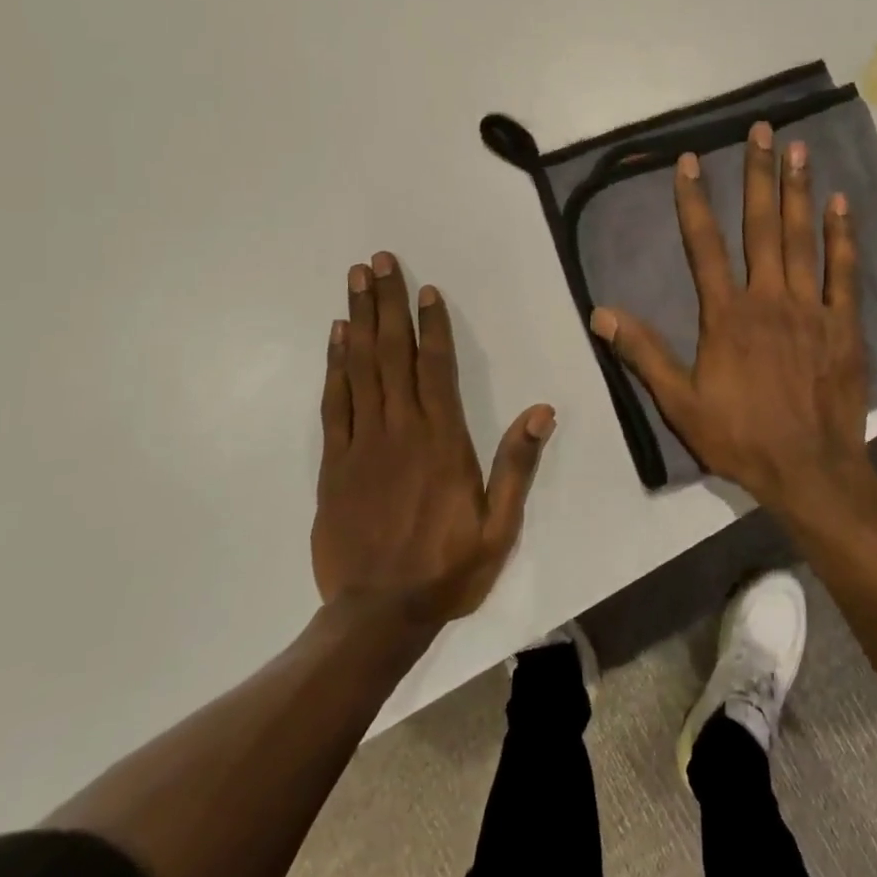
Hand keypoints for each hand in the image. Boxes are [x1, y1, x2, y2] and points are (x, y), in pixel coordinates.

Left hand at [313, 252, 554, 628]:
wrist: (376, 616)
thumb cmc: (447, 568)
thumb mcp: (499, 526)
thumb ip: (517, 466)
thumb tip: (542, 410)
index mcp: (443, 442)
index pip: (438, 368)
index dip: (432, 325)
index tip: (426, 289)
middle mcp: (401, 430)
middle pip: (392, 354)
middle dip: (386, 303)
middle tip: (378, 261)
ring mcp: (362, 444)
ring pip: (360, 368)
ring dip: (358, 320)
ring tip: (355, 281)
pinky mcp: (334, 463)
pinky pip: (334, 402)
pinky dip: (334, 365)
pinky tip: (335, 337)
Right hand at [590, 122, 872, 512]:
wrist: (809, 470)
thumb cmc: (740, 437)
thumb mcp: (680, 403)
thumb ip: (644, 354)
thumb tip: (602, 313)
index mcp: (726, 315)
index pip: (704, 246)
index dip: (695, 201)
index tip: (691, 161)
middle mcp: (769, 299)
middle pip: (761, 227)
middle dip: (759, 175)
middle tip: (763, 131)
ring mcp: (811, 309)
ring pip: (802, 239)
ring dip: (798, 192)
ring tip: (799, 149)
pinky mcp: (844, 325)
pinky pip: (844, 272)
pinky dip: (842, 237)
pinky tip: (841, 203)